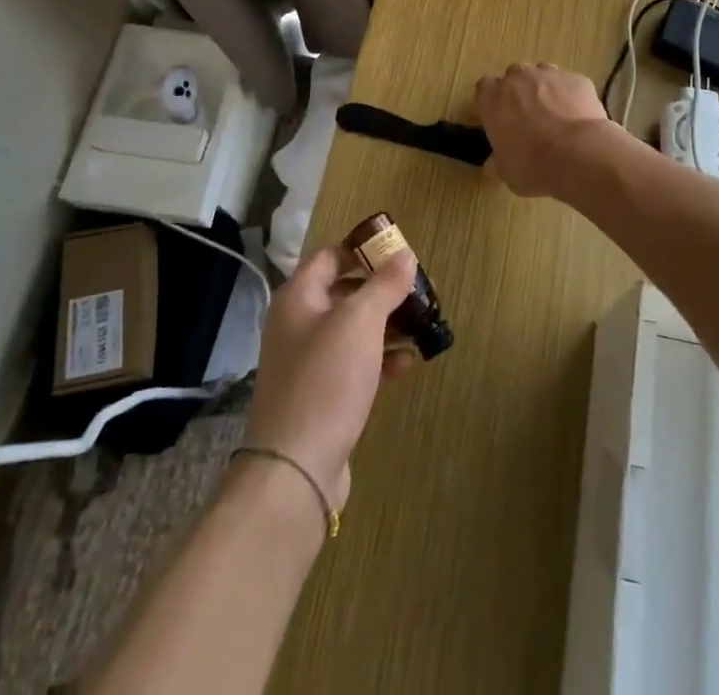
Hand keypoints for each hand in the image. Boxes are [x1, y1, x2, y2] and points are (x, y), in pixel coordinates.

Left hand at [246, 247, 419, 513]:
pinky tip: (408, 362)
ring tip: (422, 325)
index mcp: (298, 297)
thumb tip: (404, 254)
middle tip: (418, 291)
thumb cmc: (326, 379)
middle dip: (381, 290)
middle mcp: (298, 324)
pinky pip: (354, 365)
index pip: (330, 257)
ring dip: (386, 326)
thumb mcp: (360, 322)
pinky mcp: (322, 396)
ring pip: (352, 331)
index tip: (398, 254)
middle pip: (343, 293)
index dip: (362, 250)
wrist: (295, 468)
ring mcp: (308, 363)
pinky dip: (380, 359)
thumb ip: (384, 285)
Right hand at [475, 62, 627, 198]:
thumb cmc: (533, 165)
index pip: (484, 88)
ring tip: (556, 116)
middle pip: (514, 76)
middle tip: (528, 118)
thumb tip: (492, 165)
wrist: (579, 155)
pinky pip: (570, 84)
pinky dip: (571, 97)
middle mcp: (518, 78)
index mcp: (493, 98)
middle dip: (520, 92)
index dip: (493, 102)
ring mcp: (550, 75)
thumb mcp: (507, 172)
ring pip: (543, 74)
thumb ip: (498, 162)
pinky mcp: (577, 79)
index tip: (499, 118)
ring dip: (545, 90)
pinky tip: (578, 118)